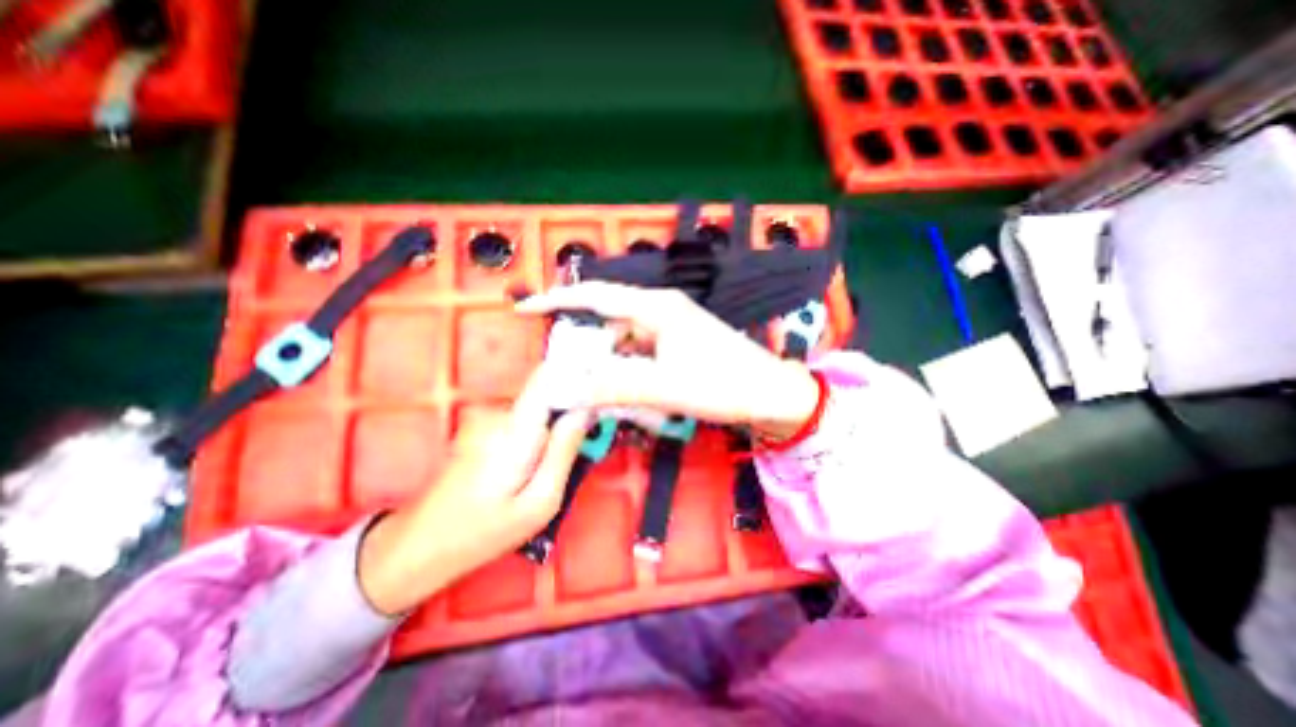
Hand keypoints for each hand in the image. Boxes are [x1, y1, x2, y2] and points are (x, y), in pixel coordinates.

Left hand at [359, 372, 591, 615]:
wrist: (419, 546)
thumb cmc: (483, 532)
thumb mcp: (539, 502)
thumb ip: (564, 452)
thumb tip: (584, 412)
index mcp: (515, 430)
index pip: (547, 378)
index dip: (577, 375)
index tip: (601, 386)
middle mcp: (499, 416)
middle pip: (547, 395)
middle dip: (570, 413)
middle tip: (584, 445)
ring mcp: (487, 421)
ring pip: (537, 411)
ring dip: (553, 430)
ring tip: (551, 467)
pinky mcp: (483, 430)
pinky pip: (523, 423)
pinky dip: (536, 437)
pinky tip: (529, 469)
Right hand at [518, 280, 818, 440]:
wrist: (772, 395)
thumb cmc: (724, 385)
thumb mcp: (665, 387)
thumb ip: (613, 386)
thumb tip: (566, 388)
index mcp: (657, 308)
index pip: (597, 296)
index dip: (559, 299)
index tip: (527, 307)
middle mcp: (662, 311)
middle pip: (609, 323)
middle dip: (588, 349)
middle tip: (571, 377)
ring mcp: (672, 329)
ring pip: (625, 343)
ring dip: (611, 367)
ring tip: (604, 394)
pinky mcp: (679, 346)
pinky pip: (642, 355)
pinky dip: (630, 372)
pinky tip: (630, 394)